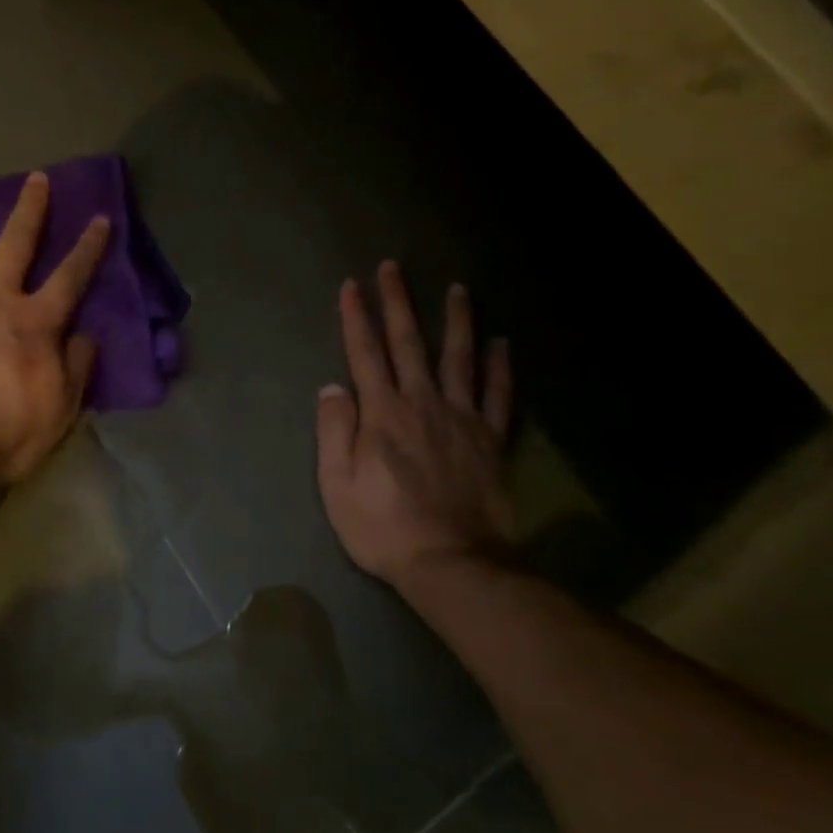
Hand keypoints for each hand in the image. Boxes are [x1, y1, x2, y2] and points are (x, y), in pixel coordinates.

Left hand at [0, 173, 109, 484]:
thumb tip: (85, 336)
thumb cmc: (6, 432)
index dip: (88, 248)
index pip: (70, 277)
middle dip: (28, 210)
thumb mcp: (61, 407)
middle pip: (14, 246)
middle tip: (35, 178)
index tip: (100, 217)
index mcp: (35, 323)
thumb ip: (76, 366)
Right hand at [315, 263, 515, 589]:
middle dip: (397, 303)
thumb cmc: (383, 527)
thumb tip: (332, 387)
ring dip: (456, 322)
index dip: (356, 318)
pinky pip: (498, 396)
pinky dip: (500, 368)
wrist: (452, 563)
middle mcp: (422, 403)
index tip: (351, 286)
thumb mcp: (337, 486)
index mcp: (382, 414)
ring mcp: (461, 419)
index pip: (364, 354)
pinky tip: (501, 344)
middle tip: (392, 268)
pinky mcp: (490, 440)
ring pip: (459, 359)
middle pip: (408, 344)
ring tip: (457, 289)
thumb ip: (334, 432)